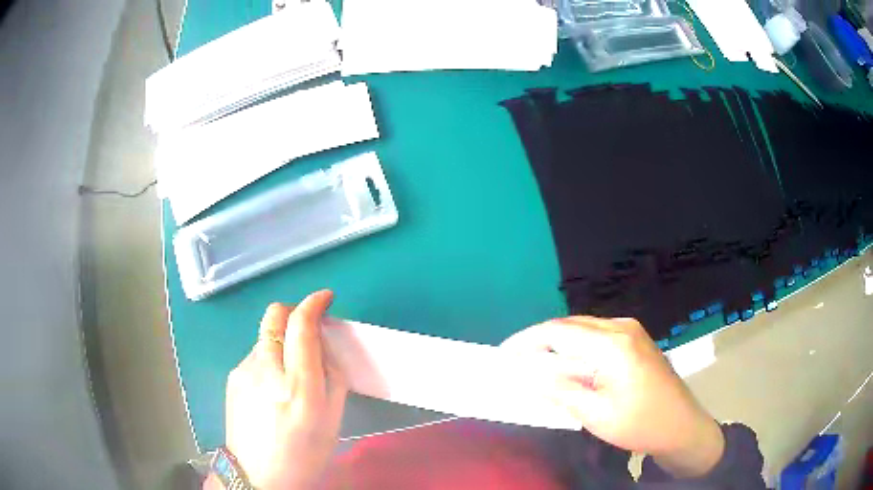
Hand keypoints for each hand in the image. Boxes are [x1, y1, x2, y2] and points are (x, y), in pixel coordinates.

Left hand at [221, 290, 347, 489]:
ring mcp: (244, 371)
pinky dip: (269, 358)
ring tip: (289, 374)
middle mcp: (267, 371)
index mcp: (298, 388)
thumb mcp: (332, 421)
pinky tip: (271, 388)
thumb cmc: (303, 455)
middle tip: (307, 330)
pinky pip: (256, 354)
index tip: (325, 298)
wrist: (257, 476)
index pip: (301, 326)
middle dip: (294, 312)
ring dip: (282, 341)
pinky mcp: (233, 376)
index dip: (314, 304)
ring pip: (266, 335)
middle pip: (275, 315)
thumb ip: (333, 377)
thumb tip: (323, 346)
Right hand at [501, 317, 723, 478]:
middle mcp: (622, 327)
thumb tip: (527, 373)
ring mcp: (631, 330)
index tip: (503, 355)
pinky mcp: (635, 339)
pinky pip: (596, 336)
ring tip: (534, 365)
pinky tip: (566, 365)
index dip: (527, 340)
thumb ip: (560, 390)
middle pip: (570, 325)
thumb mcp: (596, 414)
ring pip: (582, 329)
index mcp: (614, 344)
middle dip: (539, 341)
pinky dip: (575, 348)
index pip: (559, 332)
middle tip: (514, 362)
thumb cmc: (640, 424)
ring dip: (557, 344)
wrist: (681, 425)